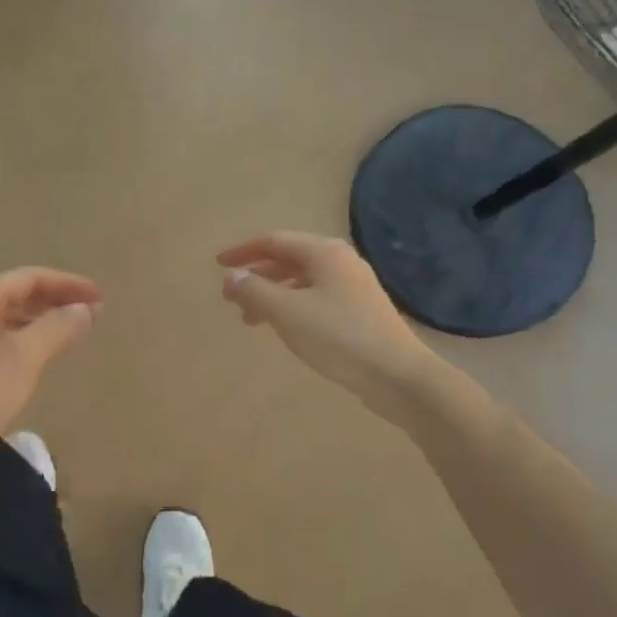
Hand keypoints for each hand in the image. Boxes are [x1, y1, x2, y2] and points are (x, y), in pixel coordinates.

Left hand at [0, 267, 102, 455]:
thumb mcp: (24, 357)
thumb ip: (58, 326)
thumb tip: (88, 308)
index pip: (29, 277)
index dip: (68, 283)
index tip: (100, 296)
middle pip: (19, 292)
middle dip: (58, 299)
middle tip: (94, 311)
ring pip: (12, 314)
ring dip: (45, 317)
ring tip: (77, 328)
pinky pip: (4, 334)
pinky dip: (29, 335)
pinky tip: (47, 349)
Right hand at [217, 232, 433, 418]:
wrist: (398, 376)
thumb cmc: (338, 337)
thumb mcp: (287, 313)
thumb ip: (254, 291)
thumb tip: (231, 277)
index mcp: (324, 252)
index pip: (273, 241)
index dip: (243, 252)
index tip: (218, 265)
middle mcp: (340, 261)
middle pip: (288, 258)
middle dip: (257, 274)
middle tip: (232, 296)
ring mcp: (353, 286)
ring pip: (302, 280)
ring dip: (272, 293)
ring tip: (250, 319)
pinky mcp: (359, 310)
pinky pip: (315, 297)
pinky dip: (291, 306)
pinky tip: (284, 327)